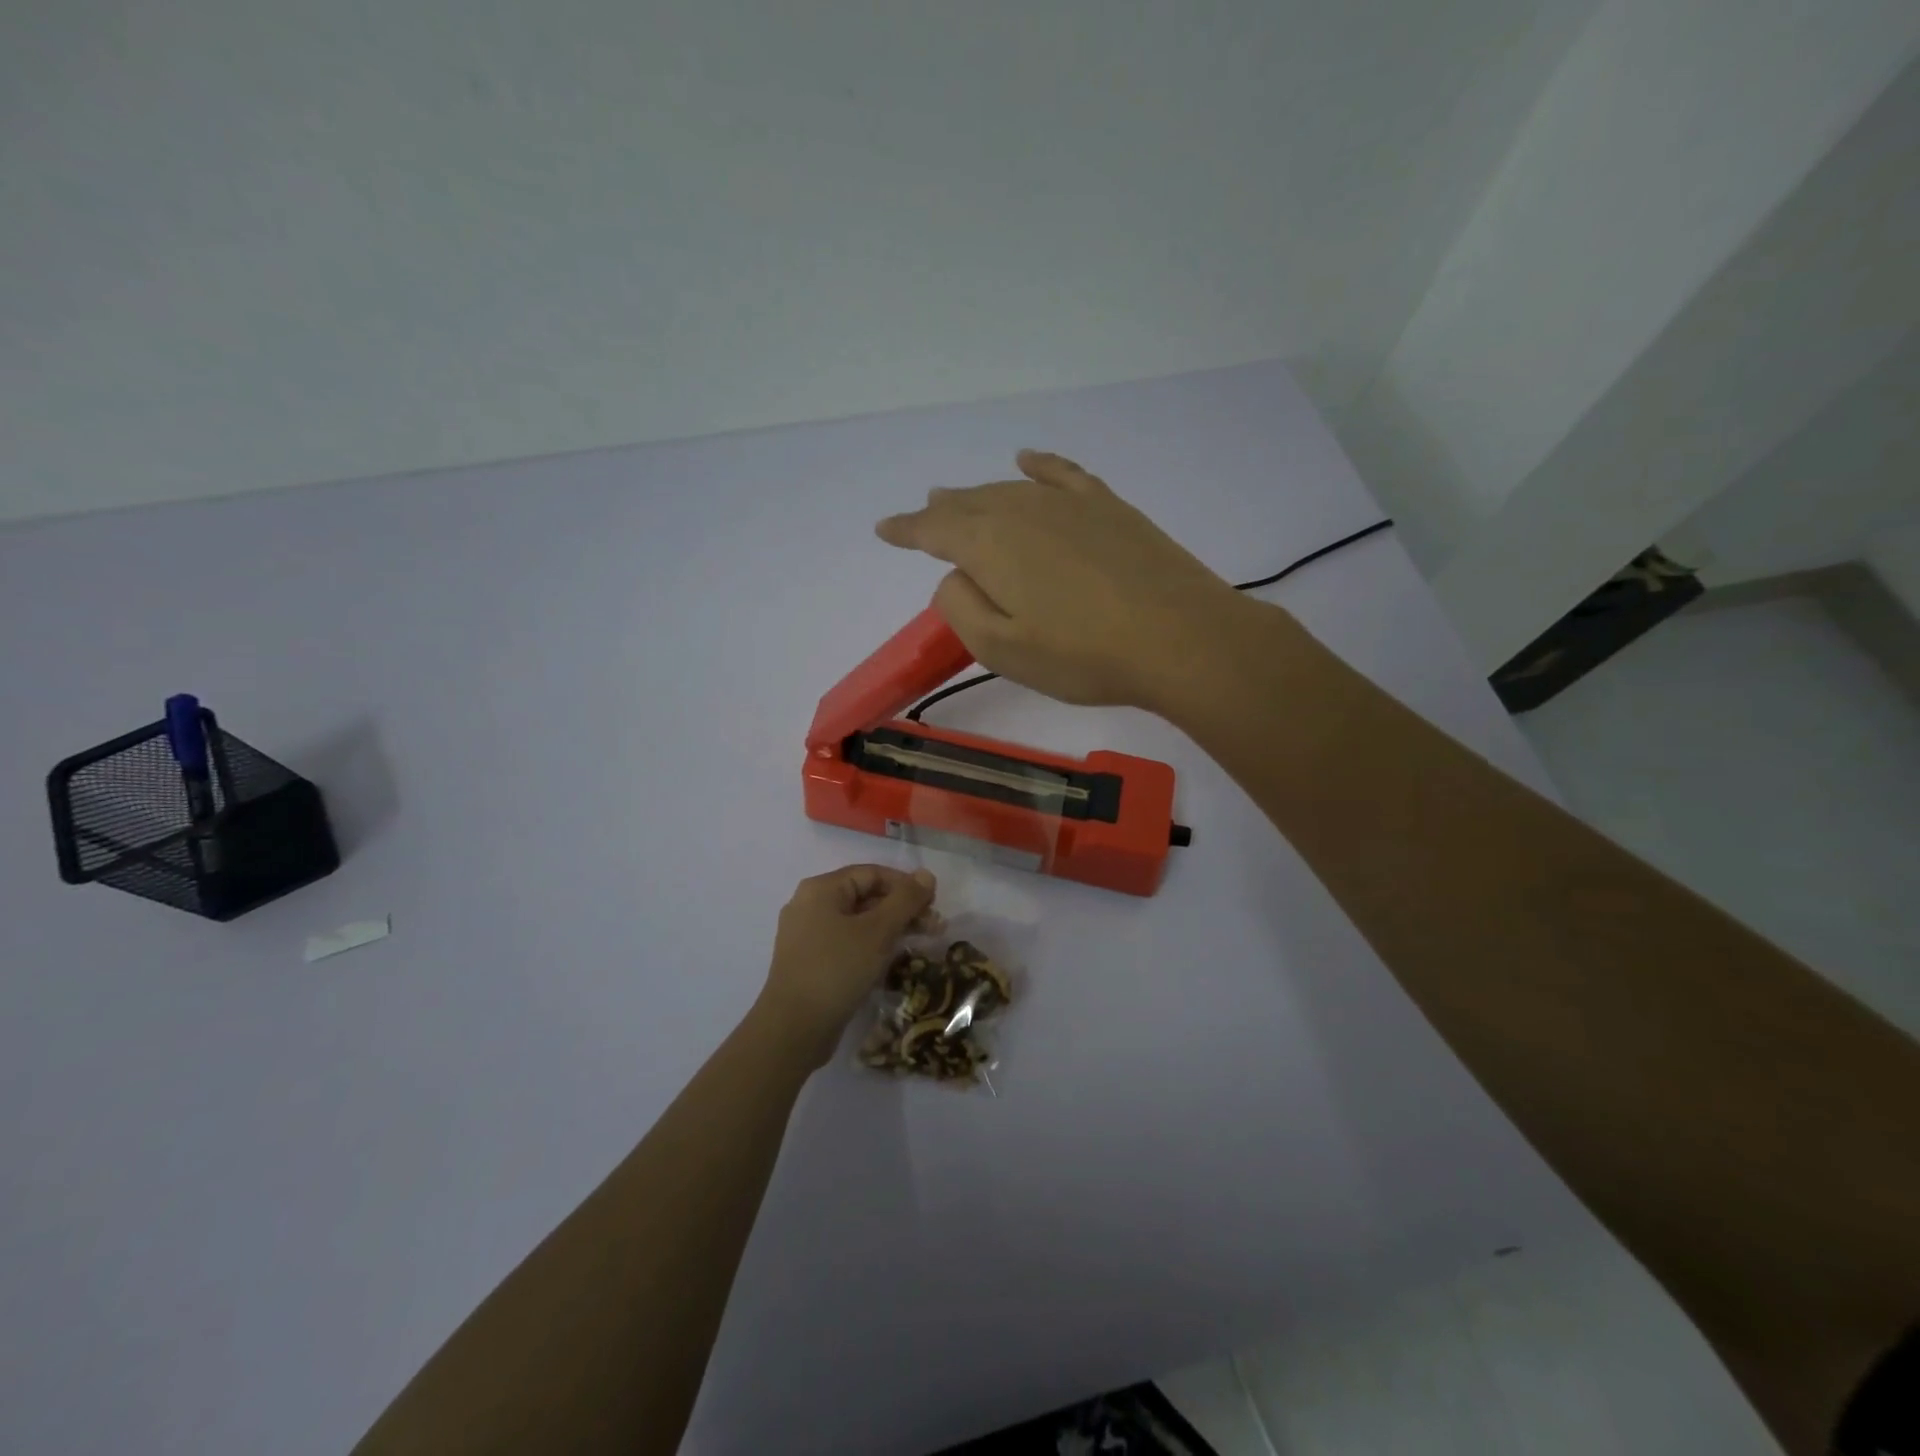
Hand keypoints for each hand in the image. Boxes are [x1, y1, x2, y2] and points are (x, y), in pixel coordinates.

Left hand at [757, 865, 937, 1066]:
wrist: (793, 1029)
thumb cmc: (837, 969)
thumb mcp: (877, 931)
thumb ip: (905, 900)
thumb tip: (927, 874)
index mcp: (821, 889)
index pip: (872, 873)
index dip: (906, 885)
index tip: (934, 904)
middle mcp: (810, 906)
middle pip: (865, 896)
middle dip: (902, 909)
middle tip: (934, 928)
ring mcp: (807, 936)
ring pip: (858, 922)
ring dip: (891, 929)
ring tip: (920, 945)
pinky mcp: (811, 962)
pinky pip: (847, 943)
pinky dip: (872, 947)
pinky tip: (893, 961)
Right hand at [875, 450, 1257, 714]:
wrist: (1180, 638)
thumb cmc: (1084, 656)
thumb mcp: (1003, 650)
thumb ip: (961, 608)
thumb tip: (954, 576)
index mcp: (990, 546)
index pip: (934, 529)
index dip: (906, 529)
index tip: (883, 529)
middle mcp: (1023, 511)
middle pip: (969, 503)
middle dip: (941, 511)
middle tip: (923, 515)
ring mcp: (1069, 504)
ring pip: (1008, 489)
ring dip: (978, 494)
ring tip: (957, 496)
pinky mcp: (1109, 508)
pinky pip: (1062, 474)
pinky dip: (1039, 465)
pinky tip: (1026, 459)